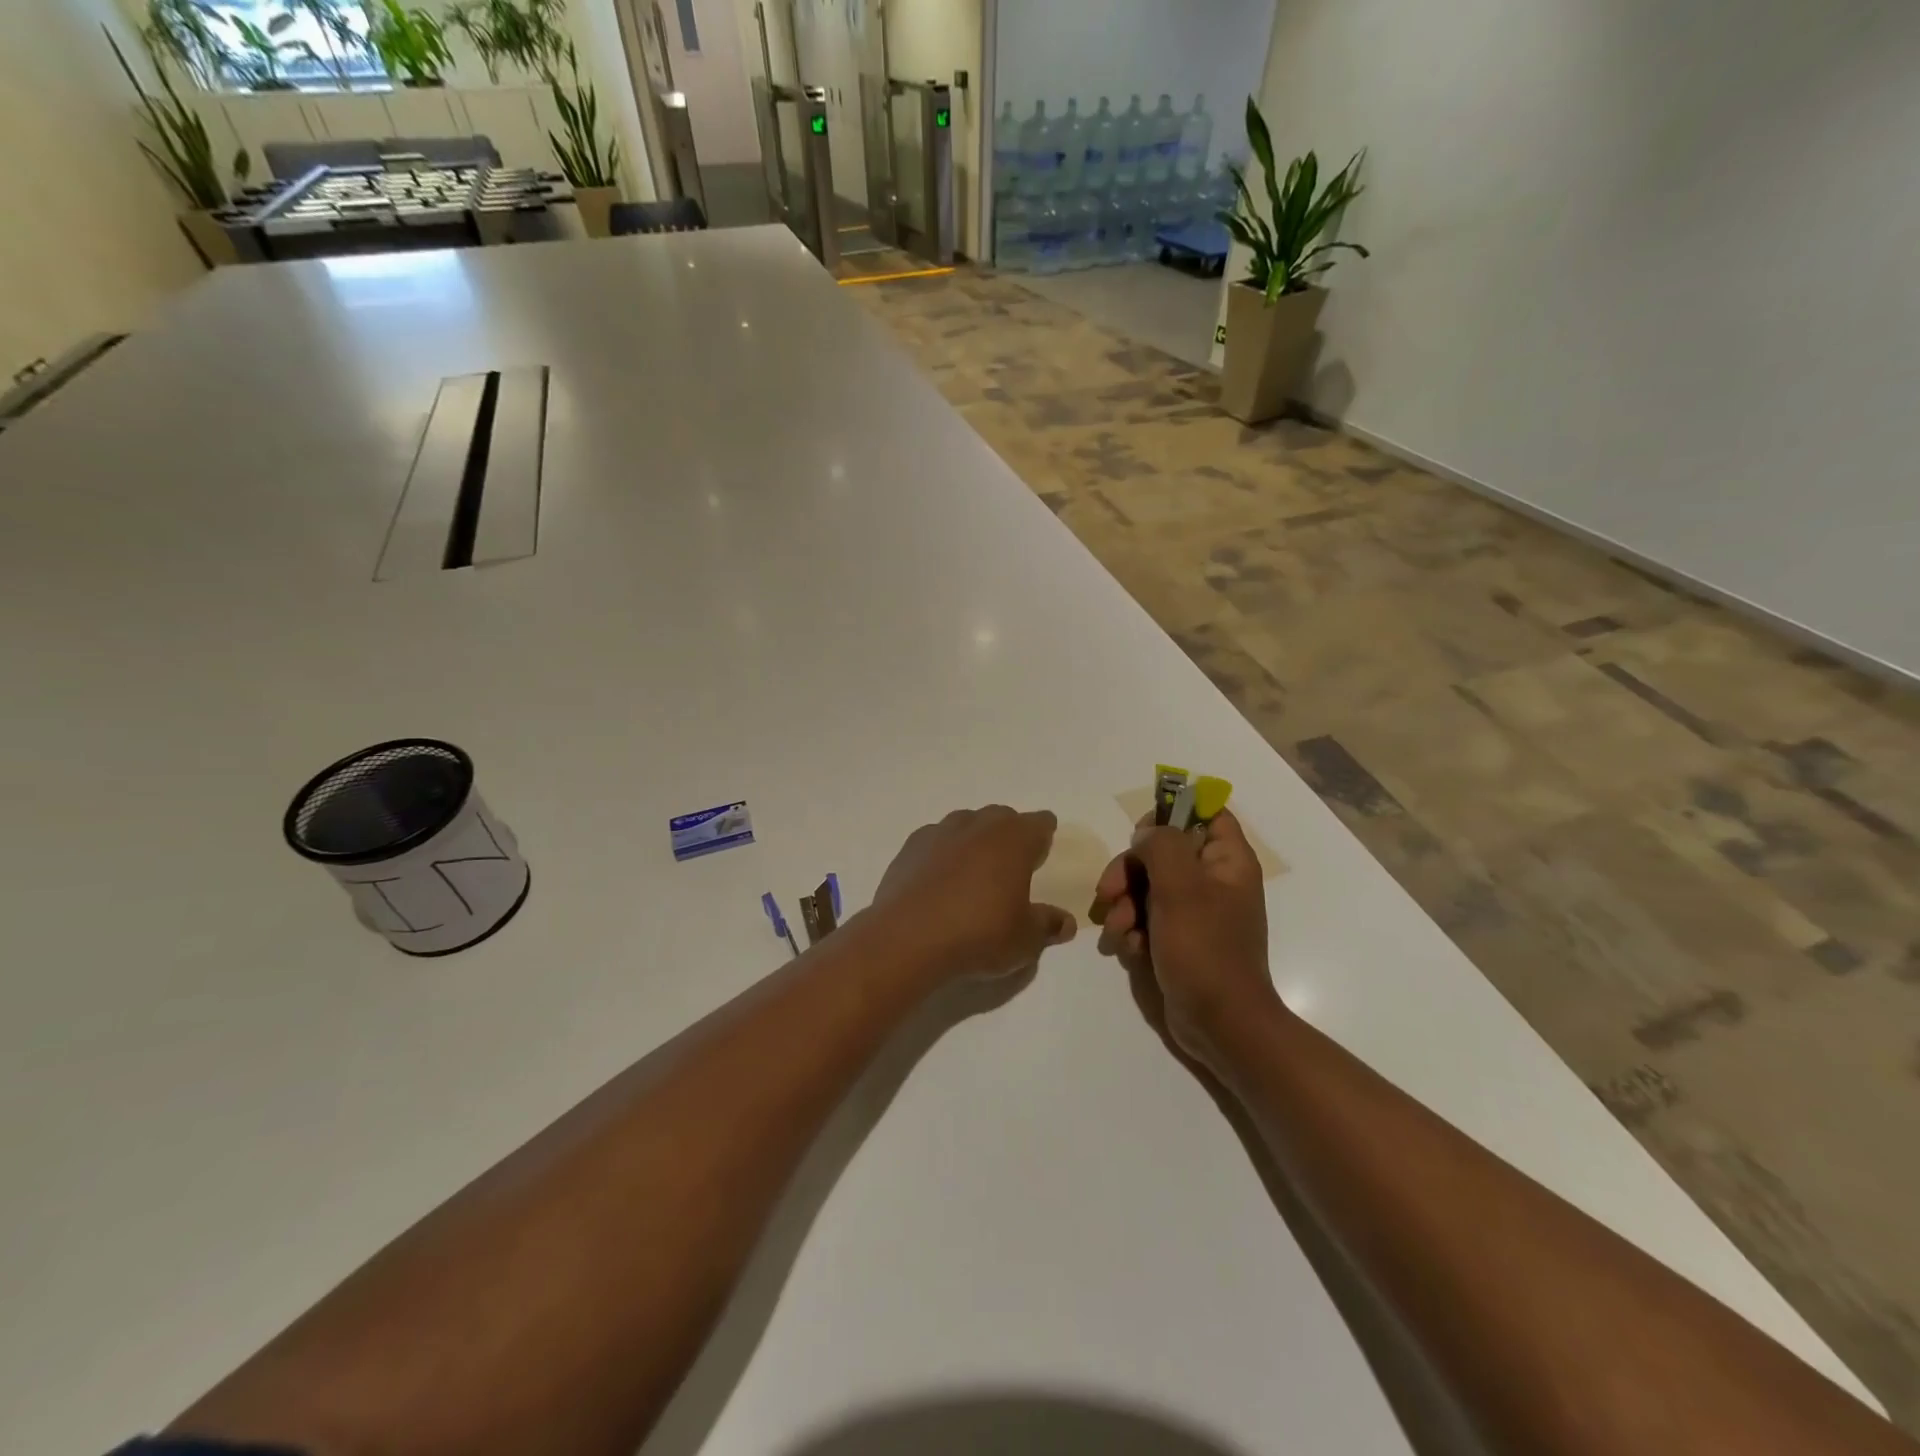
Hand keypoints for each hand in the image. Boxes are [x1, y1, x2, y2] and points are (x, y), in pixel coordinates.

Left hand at [872, 806, 1076, 981]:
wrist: (908, 938)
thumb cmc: (979, 934)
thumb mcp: (1025, 939)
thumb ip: (1047, 925)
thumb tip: (1065, 923)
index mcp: (1014, 839)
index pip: (1040, 823)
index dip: (1044, 837)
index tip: (1043, 854)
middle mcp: (979, 825)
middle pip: (1002, 817)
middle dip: (1009, 835)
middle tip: (1011, 866)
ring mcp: (940, 832)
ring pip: (966, 824)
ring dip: (974, 840)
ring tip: (974, 873)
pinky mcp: (910, 847)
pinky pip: (935, 840)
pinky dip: (943, 853)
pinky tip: (940, 880)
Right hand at [1090, 809, 1280, 1071]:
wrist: (1219, 1024)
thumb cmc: (1205, 949)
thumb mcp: (1181, 888)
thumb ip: (1161, 846)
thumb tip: (1146, 834)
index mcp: (1227, 861)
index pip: (1206, 812)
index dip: (1173, 812)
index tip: (1142, 831)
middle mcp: (1213, 881)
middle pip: (1163, 851)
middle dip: (1130, 871)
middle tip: (1109, 892)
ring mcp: (1194, 911)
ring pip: (1147, 885)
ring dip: (1125, 905)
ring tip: (1120, 932)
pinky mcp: (1177, 938)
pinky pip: (1146, 918)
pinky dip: (1133, 929)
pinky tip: (1129, 949)